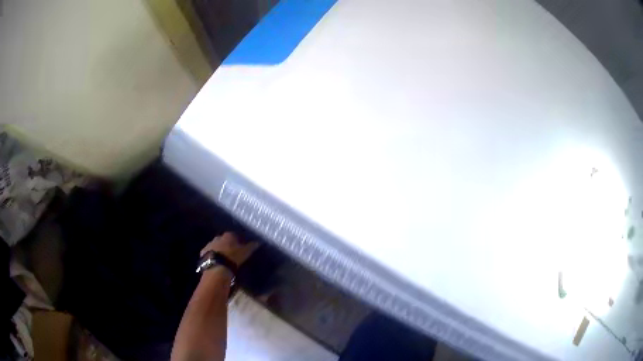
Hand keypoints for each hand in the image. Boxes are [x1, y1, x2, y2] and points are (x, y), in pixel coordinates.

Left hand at [200, 232, 258, 266]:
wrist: (217, 266)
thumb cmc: (233, 257)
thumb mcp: (245, 252)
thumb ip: (252, 246)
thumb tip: (258, 242)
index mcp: (229, 235)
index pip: (234, 235)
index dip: (237, 241)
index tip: (240, 246)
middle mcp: (218, 237)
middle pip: (224, 239)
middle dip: (227, 244)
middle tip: (231, 252)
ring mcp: (210, 244)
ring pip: (215, 245)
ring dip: (219, 249)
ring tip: (223, 258)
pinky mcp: (203, 251)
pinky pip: (209, 252)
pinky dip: (212, 255)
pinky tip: (215, 260)